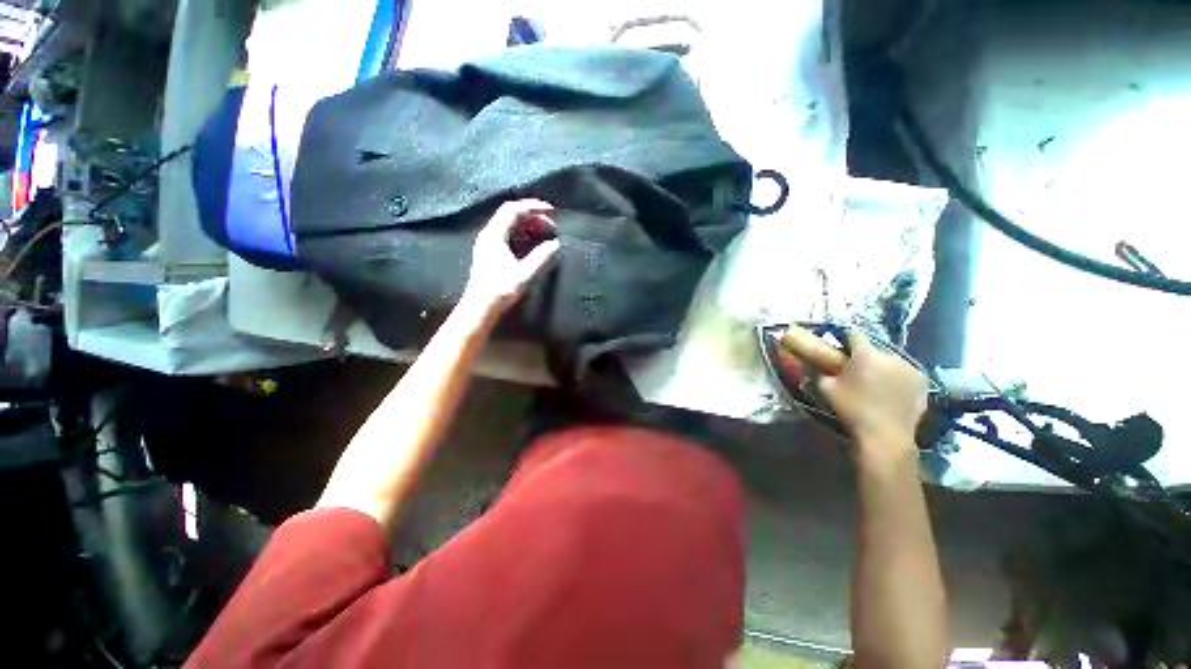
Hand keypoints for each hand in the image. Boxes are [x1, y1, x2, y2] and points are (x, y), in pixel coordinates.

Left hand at [462, 199, 560, 315]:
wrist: (480, 307)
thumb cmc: (500, 290)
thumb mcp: (524, 273)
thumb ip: (541, 257)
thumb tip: (555, 243)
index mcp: (494, 235)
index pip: (513, 209)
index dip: (533, 207)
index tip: (552, 211)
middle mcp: (489, 235)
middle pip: (511, 215)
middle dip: (533, 216)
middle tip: (552, 225)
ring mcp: (488, 243)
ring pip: (510, 225)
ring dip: (529, 225)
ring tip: (546, 233)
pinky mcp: (490, 253)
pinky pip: (508, 235)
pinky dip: (523, 234)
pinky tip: (534, 243)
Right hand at [818, 329, 926, 461]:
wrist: (885, 435)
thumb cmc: (852, 409)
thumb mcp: (826, 388)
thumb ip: (819, 371)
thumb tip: (812, 363)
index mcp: (866, 354)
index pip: (854, 333)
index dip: (845, 337)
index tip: (839, 345)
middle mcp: (890, 356)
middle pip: (874, 348)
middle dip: (864, 355)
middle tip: (855, 369)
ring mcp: (910, 368)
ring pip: (891, 360)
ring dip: (882, 366)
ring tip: (875, 381)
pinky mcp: (922, 382)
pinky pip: (905, 372)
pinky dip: (897, 377)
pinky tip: (890, 390)